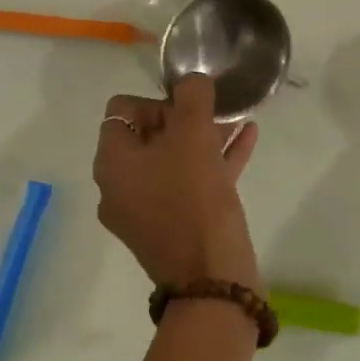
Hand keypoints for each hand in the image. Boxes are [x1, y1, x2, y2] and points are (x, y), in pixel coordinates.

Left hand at [93, 75, 260, 289]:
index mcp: (112, 163)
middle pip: (148, 135)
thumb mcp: (193, 136)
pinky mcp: (174, 228)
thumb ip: (192, 97)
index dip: (156, 99)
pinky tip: (247, 140)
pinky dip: (213, 162)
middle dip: (184, 118)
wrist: (212, 279)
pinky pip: (190, 184)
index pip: (122, 110)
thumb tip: (192, 82)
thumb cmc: (194, 199)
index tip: (188, 108)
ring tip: (236, 119)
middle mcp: (120, 186)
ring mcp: (146, 211)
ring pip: (173, 161)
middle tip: (215, 113)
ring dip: (203, 137)